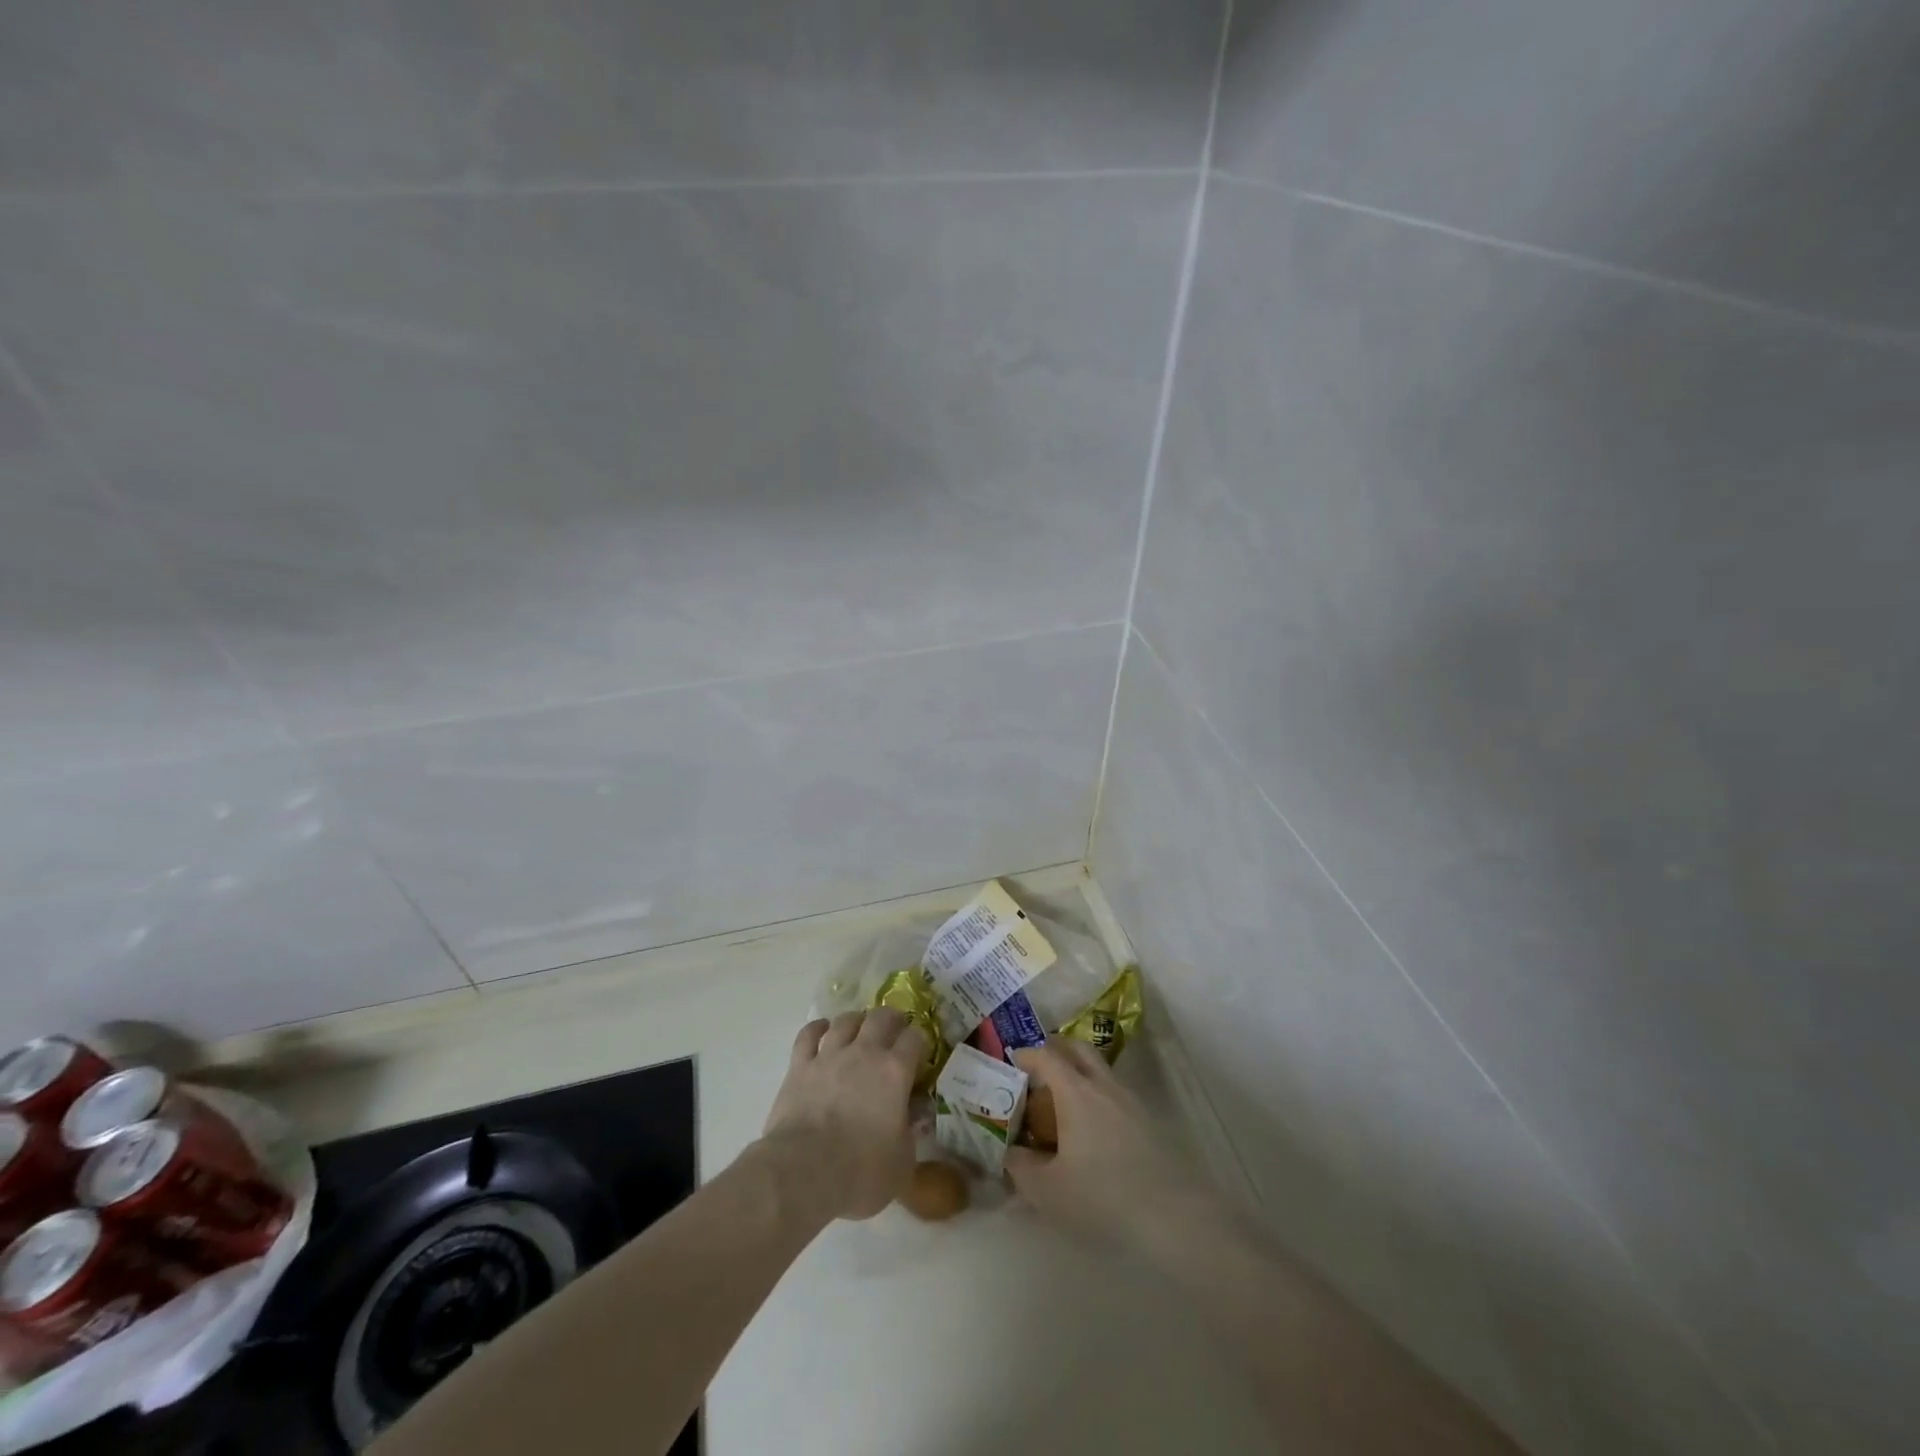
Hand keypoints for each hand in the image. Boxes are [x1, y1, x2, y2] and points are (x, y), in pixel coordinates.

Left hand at [760, 1009, 926, 1223]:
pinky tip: (822, 1030)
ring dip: (856, 1021)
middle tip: (893, 1031)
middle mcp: (864, 1053)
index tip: (920, 1053)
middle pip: (881, 1017)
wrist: (804, 1173)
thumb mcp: (903, 1162)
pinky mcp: (800, 1066)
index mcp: (895, 1072)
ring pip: (846, 1020)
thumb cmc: (861, 1172)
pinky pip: (808, 1034)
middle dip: (891, 1019)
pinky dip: (817, 1028)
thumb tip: (916, 1116)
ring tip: (859, 1029)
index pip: (915, 1038)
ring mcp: (830, 1055)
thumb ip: (912, 1133)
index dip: (920, 1042)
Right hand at [1005, 1040, 1221, 1253]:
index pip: (1046, 1056)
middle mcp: (1103, 1085)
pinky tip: (1091, 1127)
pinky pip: (1115, 1093)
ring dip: (1079, 1072)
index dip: (1027, 1054)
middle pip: (1078, 1049)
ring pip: (1100, 1070)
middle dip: (1056, 1049)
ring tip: (1063, 1101)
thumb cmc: (1102, 1197)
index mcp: (1075, 1092)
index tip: (1013, 1060)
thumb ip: (1021, 1167)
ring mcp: (1130, 1101)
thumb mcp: (1047, 1191)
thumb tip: (1011, 1152)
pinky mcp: (1149, 1121)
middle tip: (1039, 1067)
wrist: (1173, 1216)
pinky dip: (1097, 1095)